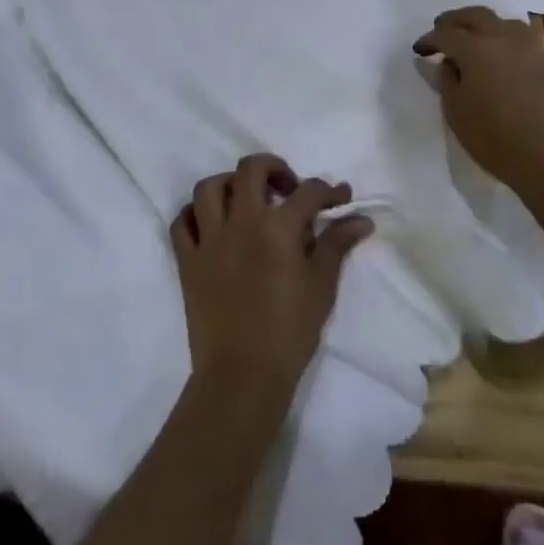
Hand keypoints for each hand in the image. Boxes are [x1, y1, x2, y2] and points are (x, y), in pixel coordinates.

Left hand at [170, 155, 373, 413]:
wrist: (242, 376)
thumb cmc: (289, 332)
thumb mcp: (321, 287)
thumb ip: (337, 245)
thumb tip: (361, 219)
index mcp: (277, 227)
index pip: (308, 192)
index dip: (329, 190)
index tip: (340, 198)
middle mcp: (240, 221)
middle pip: (251, 168)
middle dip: (274, 168)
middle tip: (287, 189)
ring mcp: (209, 239)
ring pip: (209, 187)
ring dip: (229, 184)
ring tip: (245, 201)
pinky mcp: (187, 260)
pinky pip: (182, 222)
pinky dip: (194, 215)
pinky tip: (212, 224)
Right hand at [413, 7, 543, 192]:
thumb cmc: (493, 138)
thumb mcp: (455, 112)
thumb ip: (447, 81)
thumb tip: (448, 64)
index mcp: (475, 49)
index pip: (446, 34)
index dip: (430, 40)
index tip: (420, 49)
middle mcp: (505, 39)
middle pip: (478, 16)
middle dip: (457, 19)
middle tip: (444, 27)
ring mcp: (536, 50)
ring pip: (511, 25)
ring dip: (492, 28)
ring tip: (484, 41)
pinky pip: (536, 49)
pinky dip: (523, 52)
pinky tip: (521, 66)